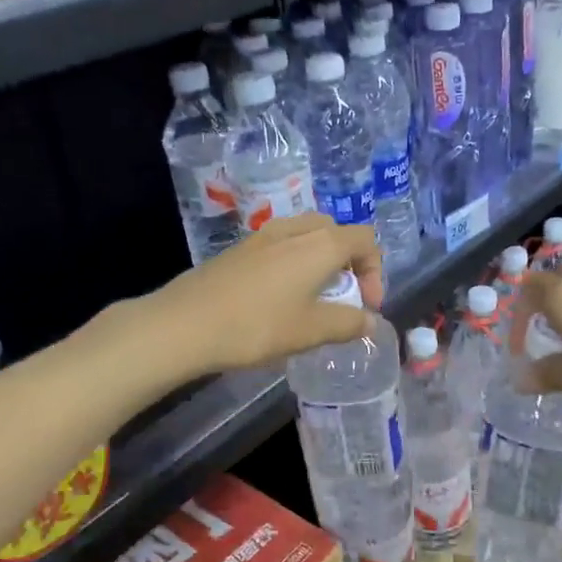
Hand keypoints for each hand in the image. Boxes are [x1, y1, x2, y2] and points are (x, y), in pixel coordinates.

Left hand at [150, 215, 383, 373]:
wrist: (185, 324)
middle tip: (342, 298)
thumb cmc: (257, 326)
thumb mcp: (311, 331)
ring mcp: (263, 236)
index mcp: (320, 244)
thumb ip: (348, 323)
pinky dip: (293, 265)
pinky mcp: (239, 250)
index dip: (375, 272)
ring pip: (305, 237)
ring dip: (319, 262)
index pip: (365, 239)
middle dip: (348, 262)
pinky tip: (278, 300)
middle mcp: (294, 230)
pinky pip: (280, 247)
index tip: (366, 306)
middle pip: (335, 232)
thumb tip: (370, 321)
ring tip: (312, 300)